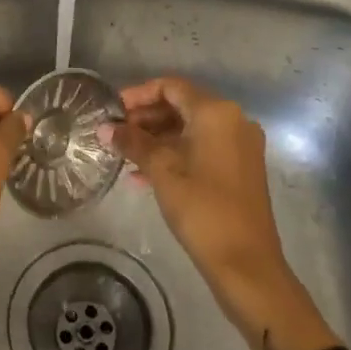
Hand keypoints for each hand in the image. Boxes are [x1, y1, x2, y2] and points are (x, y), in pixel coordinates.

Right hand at [110, 76, 338, 349]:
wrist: (246, 263)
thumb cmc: (202, 209)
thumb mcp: (162, 172)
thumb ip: (133, 144)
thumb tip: (104, 128)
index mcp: (216, 113)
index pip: (171, 87)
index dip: (138, 94)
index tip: (112, 111)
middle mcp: (233, 121)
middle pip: (182, 105)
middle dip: (146, 118)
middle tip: (115, 134)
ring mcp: (240, 146)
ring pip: (191, 129)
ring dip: (157, 138)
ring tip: (125, 155)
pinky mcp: (240, 169)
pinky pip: (202, 148)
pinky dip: (175, 154)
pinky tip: (144, 175)